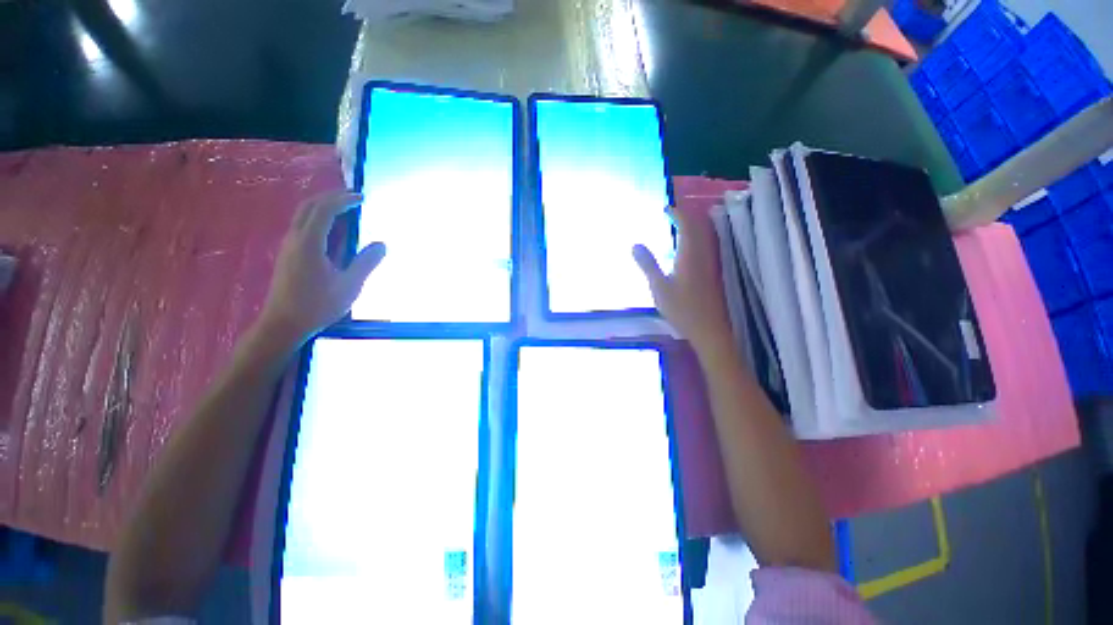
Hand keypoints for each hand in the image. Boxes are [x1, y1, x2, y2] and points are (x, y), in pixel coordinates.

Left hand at [258, 191, 385, 345]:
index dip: (343, 200)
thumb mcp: (350, 285)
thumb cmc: (318, 305)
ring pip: (303, 215)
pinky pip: (302, 226)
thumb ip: (366, 262)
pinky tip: (332, 230)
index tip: (362, 197)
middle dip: (331, 197)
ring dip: (323, 207)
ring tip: (345, 210)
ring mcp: (288, 246)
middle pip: (309, 206)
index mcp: (309, 243)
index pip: (324, 210)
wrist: (283, 324)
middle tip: (353, 198)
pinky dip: (318, 219)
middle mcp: (295, 239)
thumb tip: (382, 244)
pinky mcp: (288, 255)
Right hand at [633, 207, 732, 356]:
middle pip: (699, 228)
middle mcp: (703, 255)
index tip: (666, 208)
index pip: (687, 225)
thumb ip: (648, 265)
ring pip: (703, 237)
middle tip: (671, 214)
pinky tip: (684, 250)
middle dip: (685, 217)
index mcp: (690, 255)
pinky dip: (694, 240)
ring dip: (691, 228)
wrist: (708, 330)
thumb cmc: (682, 309)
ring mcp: (710, 264)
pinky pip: (704, 248)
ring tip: (676, 227)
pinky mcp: (711, 274)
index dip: (678, 213)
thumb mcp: (659, 287)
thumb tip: (635, 244)